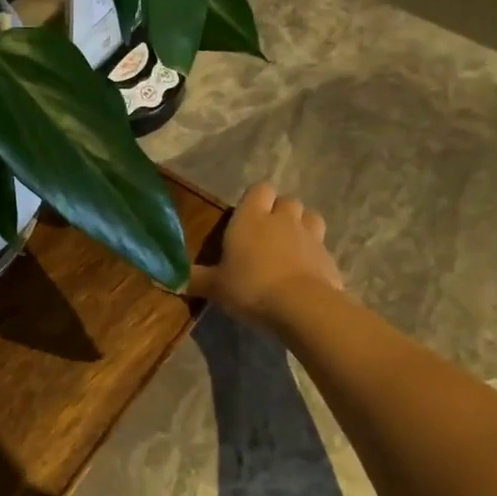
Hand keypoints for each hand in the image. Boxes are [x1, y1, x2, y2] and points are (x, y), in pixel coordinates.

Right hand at [189, 182, 344, 330]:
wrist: (301, 306)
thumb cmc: (250, 287)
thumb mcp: (215, 287)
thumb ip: (194, 279)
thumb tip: (167, 279)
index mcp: (251, 218)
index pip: (259, 189)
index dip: (255, 199)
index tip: (246, 217)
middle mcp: (282, 219)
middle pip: (287, 201)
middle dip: (279, 212)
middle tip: (266, 234)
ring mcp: (310, 236)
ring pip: (310, 217)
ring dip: (301, 226)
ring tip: (290, 247)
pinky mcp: (329, 257)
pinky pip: (321, 247)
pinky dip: (314, 255)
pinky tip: (304, 273)